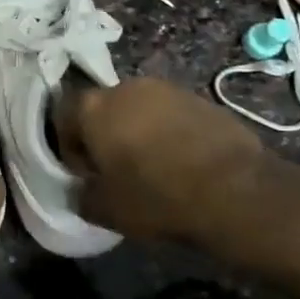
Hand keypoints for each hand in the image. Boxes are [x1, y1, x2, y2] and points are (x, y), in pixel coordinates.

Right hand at [56, 77, 267, 245]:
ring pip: (139, 109)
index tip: (86, 176)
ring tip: (153, 167)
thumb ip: (82, 196)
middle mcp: (126, 87)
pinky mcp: (201, 99)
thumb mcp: (106, 211)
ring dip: (139, 132)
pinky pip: (171, 115)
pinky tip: (183, 163)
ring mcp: (167, 89)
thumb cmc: (156, 197)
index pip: (64, 117)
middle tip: (117, 171)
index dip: (70, 149)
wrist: (235, 192)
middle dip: (105, 136)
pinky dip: (169, 133)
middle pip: (103, 109)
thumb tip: (82, 190)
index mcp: (94, 107)